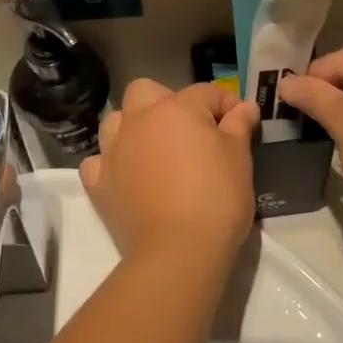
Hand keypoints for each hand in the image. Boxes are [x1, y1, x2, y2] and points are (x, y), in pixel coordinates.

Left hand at [80, 80, 259, 263]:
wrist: (179, 251)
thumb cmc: (217, 198)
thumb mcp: (239, 157)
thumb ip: (239, 125)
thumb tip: (244, 106)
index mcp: (176, 108)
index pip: (206, 93)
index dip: (227, 104)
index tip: (240, 121)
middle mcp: (139, 120)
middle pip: (146, 91)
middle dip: (167, 102)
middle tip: (190, 130)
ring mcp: (113, 150)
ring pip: (117, 121)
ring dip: (134, 128)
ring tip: (155, 150)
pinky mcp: (98, 182)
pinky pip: (99, 161)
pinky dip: (111, 164)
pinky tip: (127, 177)